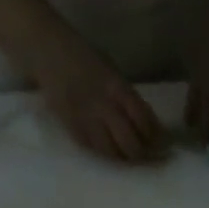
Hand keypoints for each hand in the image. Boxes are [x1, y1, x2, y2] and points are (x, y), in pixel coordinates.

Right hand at [24, 22, 168, 162]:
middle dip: (142, 154)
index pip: (144, 121)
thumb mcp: (113, 72)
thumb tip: (151, 126)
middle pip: (130, 143)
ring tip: (129, 157)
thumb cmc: (84, 57)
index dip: (156, 137)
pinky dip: (104, 153)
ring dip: (124, 158)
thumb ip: (130, 99)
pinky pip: (92, 148)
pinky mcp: (70, 126)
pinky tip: (109, 151)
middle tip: (148, 156)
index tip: (163, 144)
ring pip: (111, 152)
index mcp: (117, 88)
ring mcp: (85, 118)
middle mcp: (103, 106)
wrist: (46, 49)